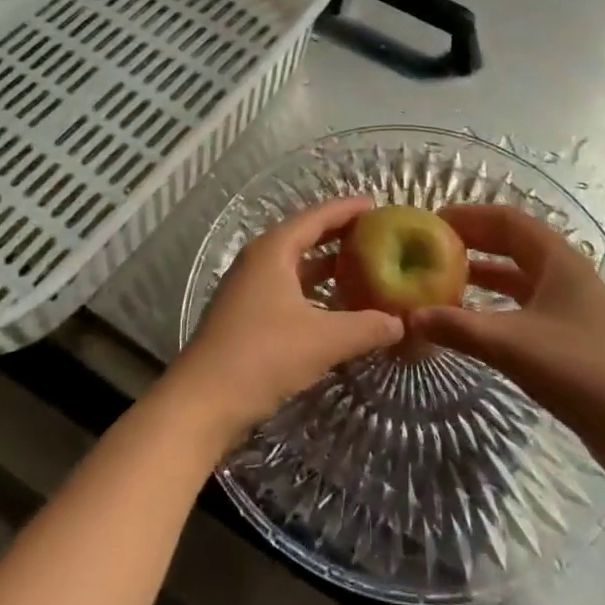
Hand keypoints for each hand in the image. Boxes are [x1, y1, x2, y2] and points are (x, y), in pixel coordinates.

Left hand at [169, 197, 402, 442]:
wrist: (203, 401)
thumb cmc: (263, 355)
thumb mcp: (323, 340)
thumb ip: (366, 327)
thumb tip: (401, 322)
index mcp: (273, 250)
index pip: (316, 217)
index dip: (347, 209)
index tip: (376, 204)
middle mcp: (259, 260)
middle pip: (304, 236)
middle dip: (338, 234)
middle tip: (375, 234)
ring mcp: (249, 288)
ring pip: (295, 265)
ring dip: (326, 264)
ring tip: (362, 266)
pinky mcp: (246, 315)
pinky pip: (288, 288)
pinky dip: (313, 289)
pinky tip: (334, 306)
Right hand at [407, 205, 604, 462]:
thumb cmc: (579, 372)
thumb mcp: (511, 345)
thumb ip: (458, 327)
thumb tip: (407, 316)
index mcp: (557, 259)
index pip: (506, 219)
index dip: (468, 216)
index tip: (431, 222)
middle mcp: (564, 271)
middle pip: (512, 242)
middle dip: (472, 241)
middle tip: (429, 247)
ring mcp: (570, 303)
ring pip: (518, 273)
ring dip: (482, 271)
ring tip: (442, 277)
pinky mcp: (570, 332)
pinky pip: (524, 301)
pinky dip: (496, 300)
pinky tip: (472, 315)